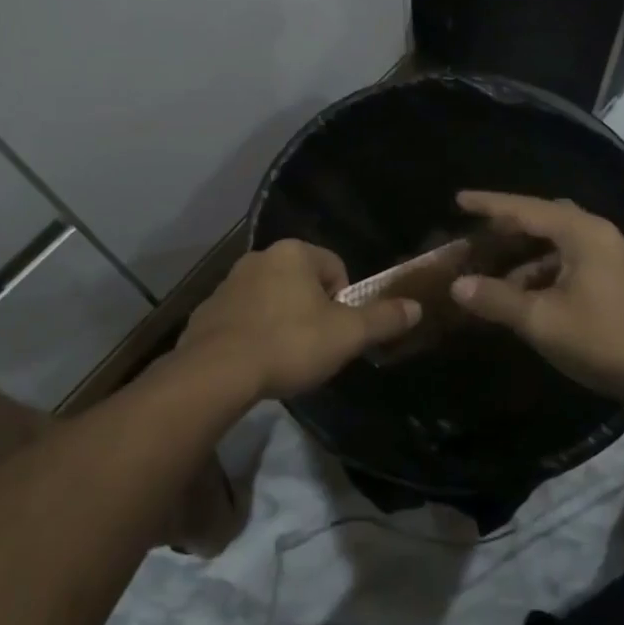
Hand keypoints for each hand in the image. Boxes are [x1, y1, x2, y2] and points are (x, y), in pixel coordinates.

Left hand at [179, 240, 420, 399]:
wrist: (217, 372)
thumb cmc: (289, 343)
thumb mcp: (346, 335)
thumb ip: (383, 319)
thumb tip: (416, 307)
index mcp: (293, 253)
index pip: (335, 267)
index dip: (344, 301)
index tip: (336, 332)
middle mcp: (259, 257)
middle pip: (302, 282)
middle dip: (311, 311)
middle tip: (314, 347)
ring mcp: (229, 282)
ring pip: (271, 298)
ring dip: (282, 320)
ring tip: (284, 357)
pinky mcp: (207, 310)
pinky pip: (242, 317)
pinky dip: (252, 333)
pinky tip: (254, 361)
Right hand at [449, 191, 623, 402]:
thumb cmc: (603, 340)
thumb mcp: (542, 320)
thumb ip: (497, 299)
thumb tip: (458, 286)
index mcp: (582, 233)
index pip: (526, 209)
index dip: (490, 204)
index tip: (459, 199)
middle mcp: (599, 235)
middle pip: (545, 218)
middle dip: (509, 225)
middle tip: (477, 232)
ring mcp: (612, 257)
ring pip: (558, 242)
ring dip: (526, 253)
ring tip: (494, 267)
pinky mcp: (617, 279)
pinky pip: (571, 259)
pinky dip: (544, 268)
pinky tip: (526, 292)